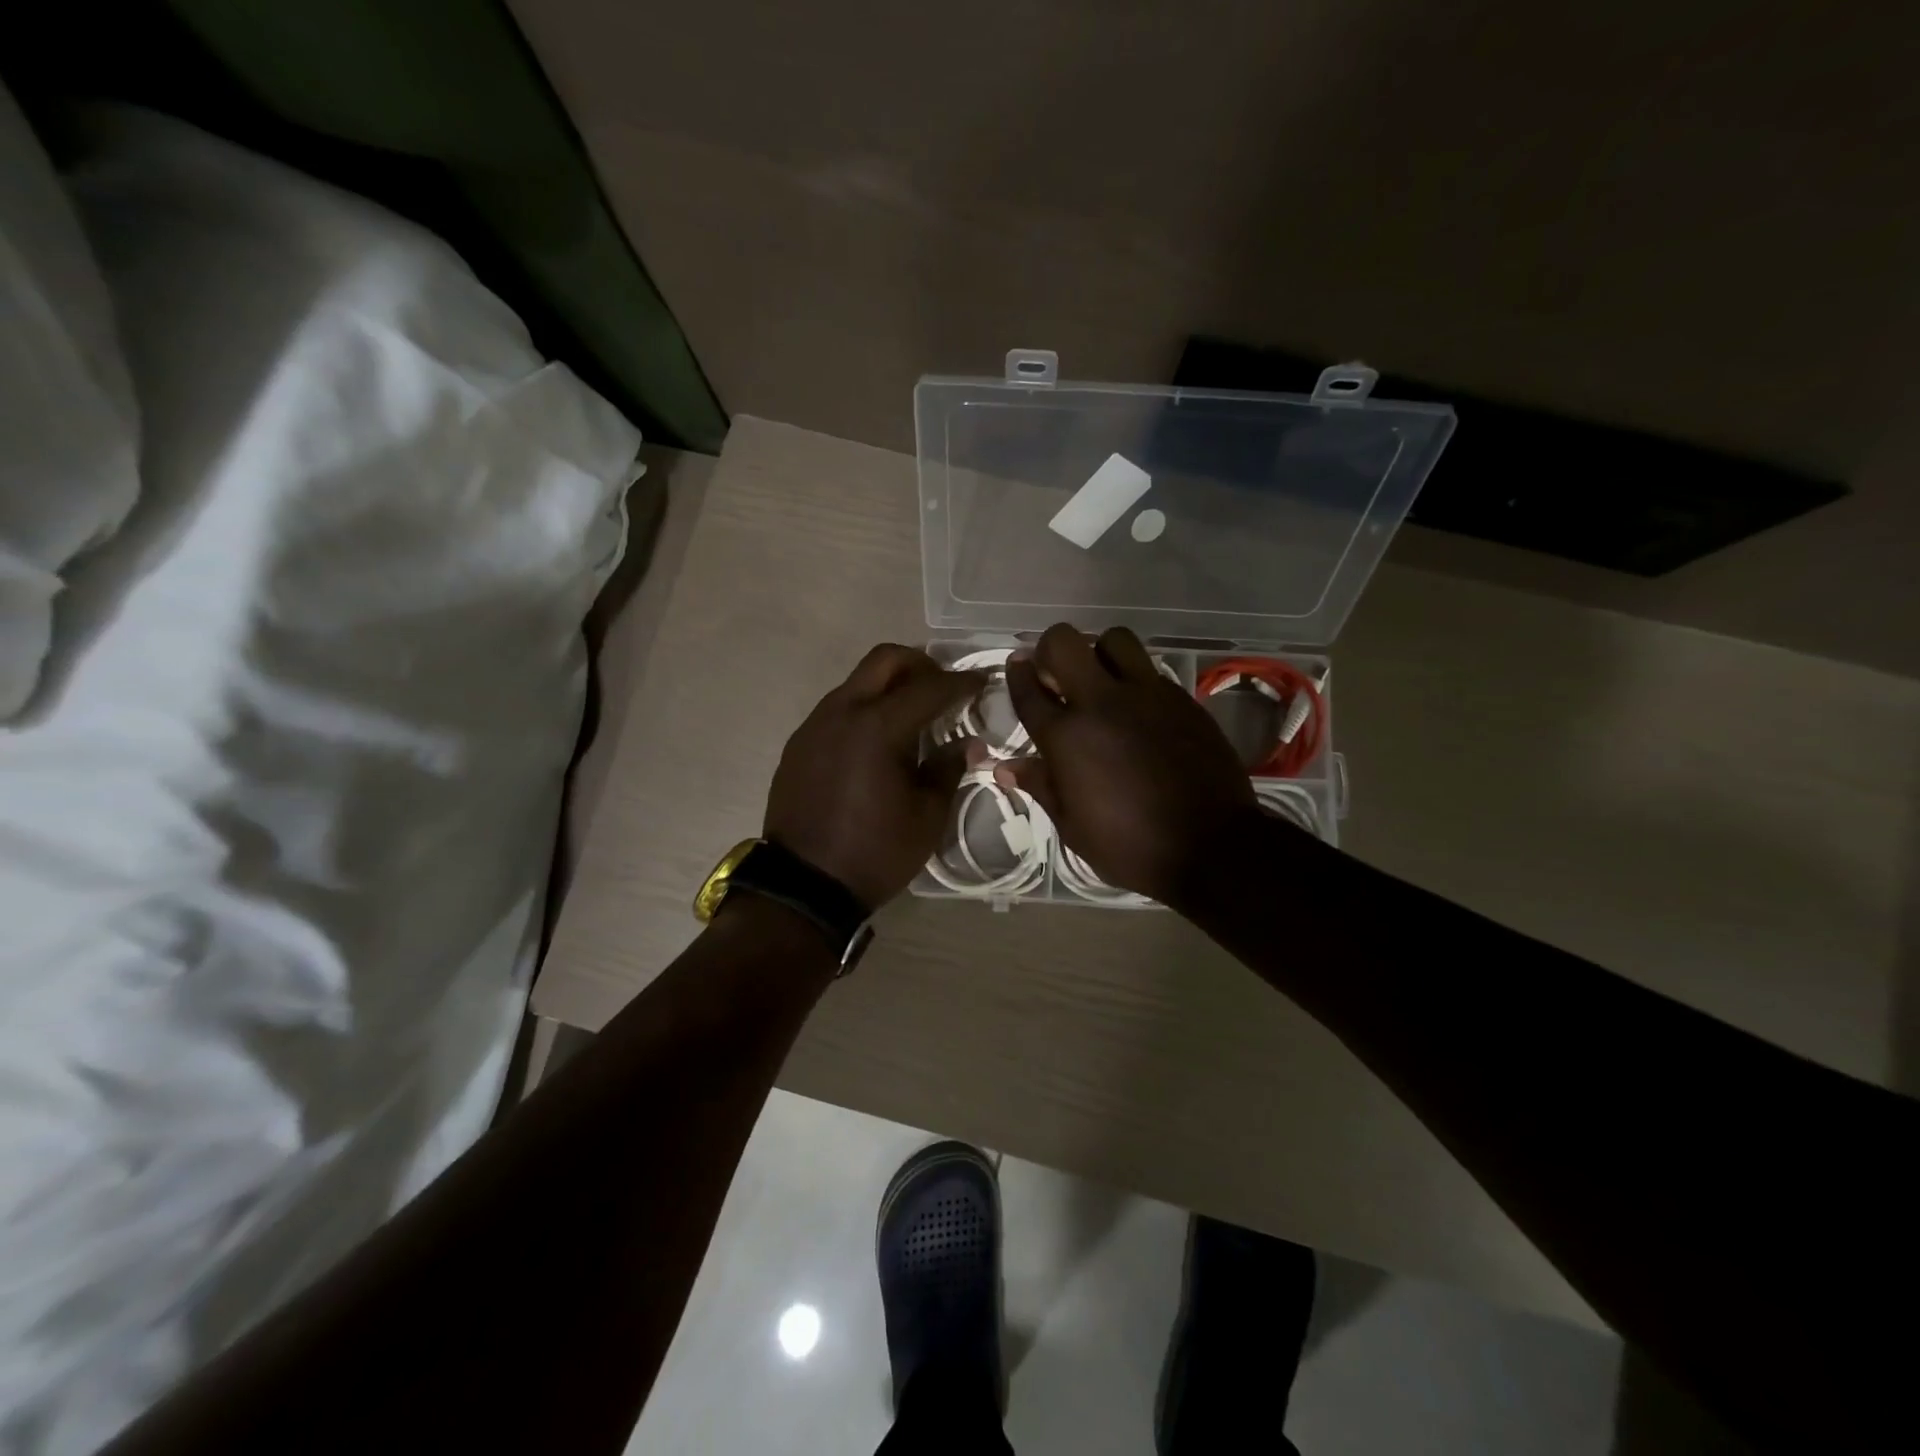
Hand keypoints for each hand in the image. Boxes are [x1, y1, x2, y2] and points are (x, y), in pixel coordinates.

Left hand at [764, 644, 984, 908]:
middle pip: (885, 659)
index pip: (930, 687)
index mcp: (879, 727)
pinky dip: (865, 709)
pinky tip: (877, 741)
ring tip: (912, 715)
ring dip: (889, 686)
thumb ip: (948, 768)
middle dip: (920, 664)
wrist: (805, 886)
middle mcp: (843, 712)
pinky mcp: (799, 743)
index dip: (961, 682)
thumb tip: (968, 743)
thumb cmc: (875, 852)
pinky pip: (838, 708)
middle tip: (943, 686)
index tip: (982, 682)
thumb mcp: (926, 815)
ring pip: (858, 681)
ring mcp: (815, 725)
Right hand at [999, 624, 1258, 906]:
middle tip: (1057, 674)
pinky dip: (1136, 679)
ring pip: (1115, 639)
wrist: (1211, 847)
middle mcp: (1102, 703)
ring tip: (1102, 680)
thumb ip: (1041, 785)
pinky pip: (1151, 670)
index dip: (1017, 674)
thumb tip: (1005, 767)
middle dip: (1052, 649)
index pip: (1029, 690)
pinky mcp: (1182, 699)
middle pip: (1065, 642)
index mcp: (1066, 737)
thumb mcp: (1072, 826)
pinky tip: (1138, 708)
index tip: (1017, 667)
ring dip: (1100, 653)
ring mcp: (1147, 695)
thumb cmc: (1129, 847)